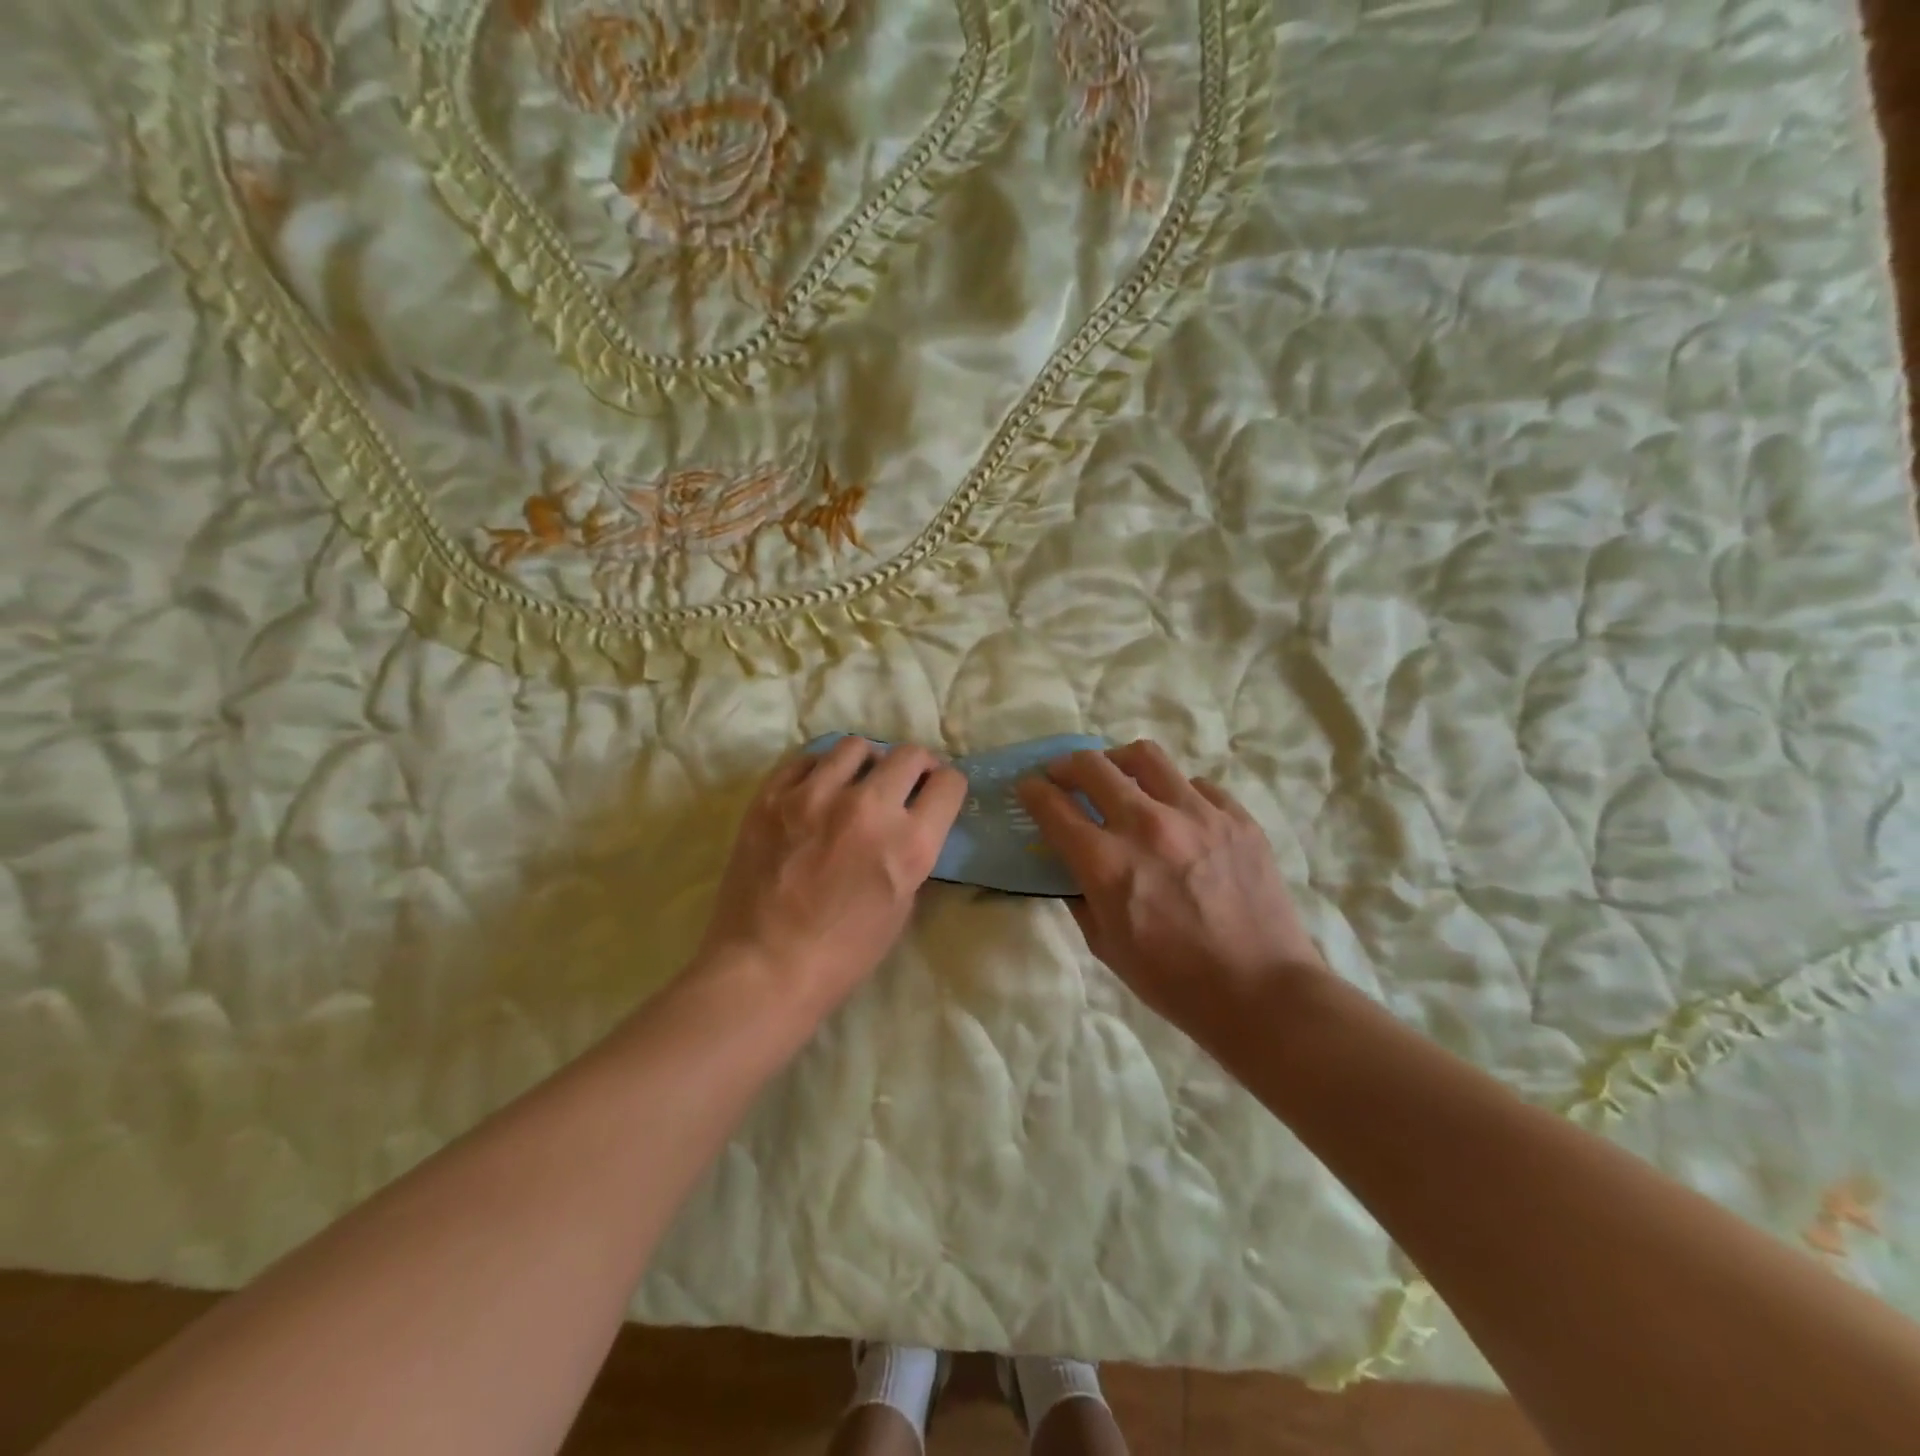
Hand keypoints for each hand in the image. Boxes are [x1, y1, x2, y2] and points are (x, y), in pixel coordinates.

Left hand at [695, 738, 967, 1022]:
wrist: (763, 968)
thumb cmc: (842, 954)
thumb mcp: (901, 906)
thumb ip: (910, 853)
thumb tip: (907, 821)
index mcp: (908, 844)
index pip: (948, 784)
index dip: (947, 786)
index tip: (937, 792)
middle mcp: (867, 808)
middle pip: (908, 755)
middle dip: (916, 766)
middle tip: (905, 781)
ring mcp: (814, 796)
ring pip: (855, 747)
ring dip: (867, 762)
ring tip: (856, 781)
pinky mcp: (771, 796)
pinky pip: (806, 758)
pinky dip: (820, 768)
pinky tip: (817, 788)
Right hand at [1018, 740, 1326, 1041]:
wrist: (1262, 992)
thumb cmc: (1175, 981)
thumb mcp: (1107, 946)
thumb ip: (1081, 896)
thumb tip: (1072, 864)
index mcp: (1108, 863)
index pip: (1054, 807)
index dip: (1032, 791)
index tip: (1027, 787)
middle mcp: (1148, 825)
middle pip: (1093, 766)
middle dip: (1066, 765)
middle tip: (1063, 776)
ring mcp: (1197, 815)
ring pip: (1145, 756)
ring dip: (1118, 761)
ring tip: (1117, 776)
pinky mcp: (1236, 817)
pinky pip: (1195, 785)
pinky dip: (1173, 792)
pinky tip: (1175, 812)